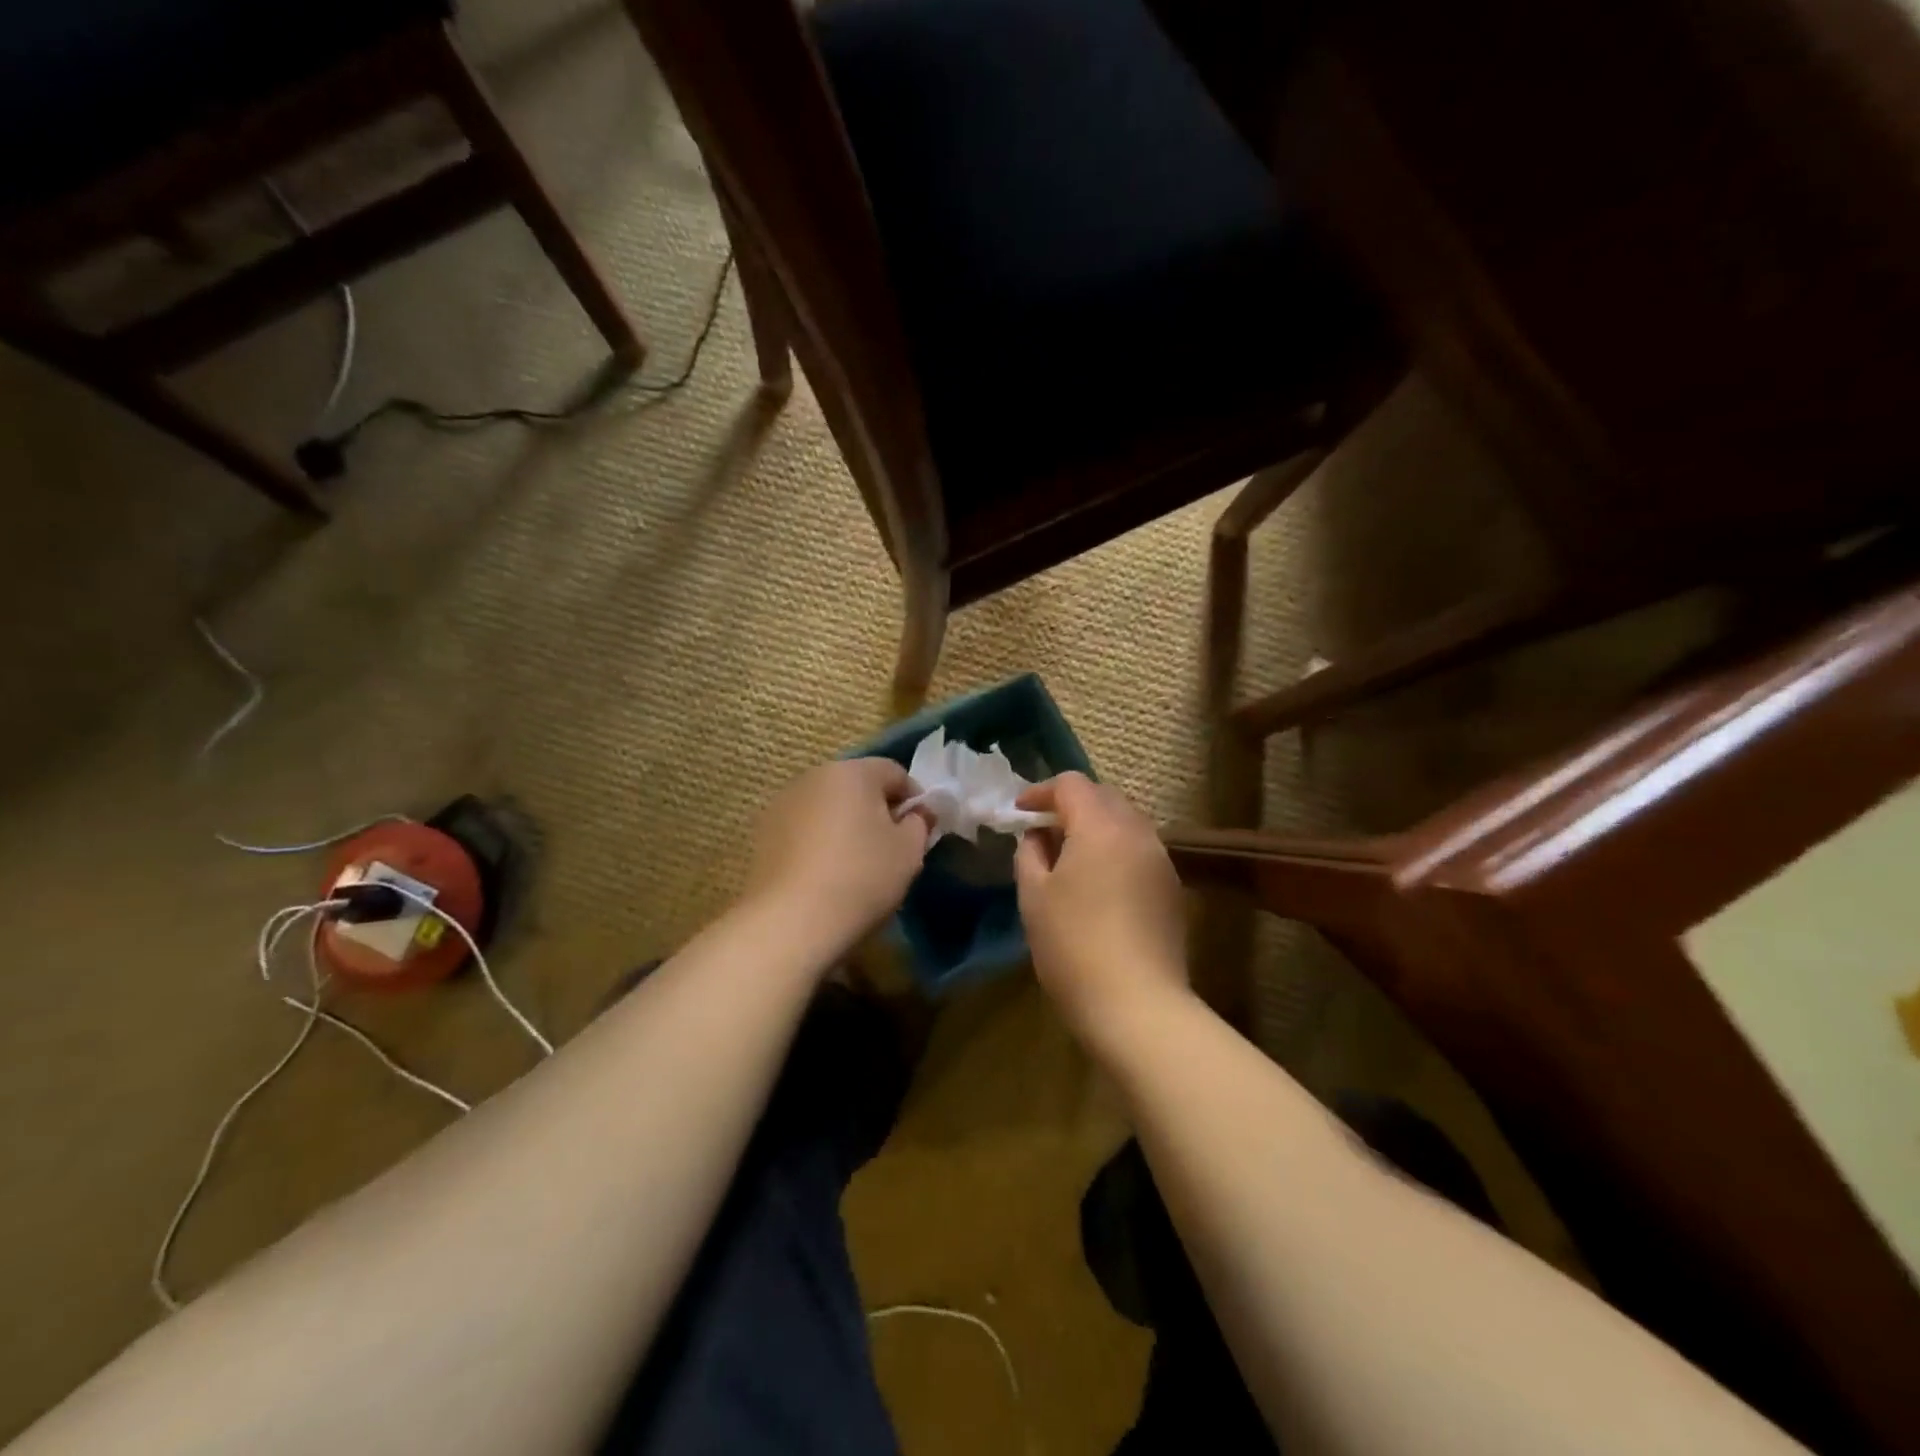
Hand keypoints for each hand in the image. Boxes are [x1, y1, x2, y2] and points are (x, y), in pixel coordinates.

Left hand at [745, 757, 930, 949]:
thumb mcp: (908, 851)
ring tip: (855, 863)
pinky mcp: (763, 833)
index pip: (894, 772)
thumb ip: (919, 823)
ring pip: (828, 806)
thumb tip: (916, 813)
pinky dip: (818, 841)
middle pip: (857, 785)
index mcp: (852, 771)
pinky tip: (824, 874)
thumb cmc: (861, 877)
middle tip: (891, 847)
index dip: (914, 799)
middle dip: (877, 809)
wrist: (790, 921)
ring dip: (845, 824)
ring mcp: (782, 803)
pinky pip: (803, 828)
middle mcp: (813, 776)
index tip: (920, 830)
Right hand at [1013, 773, 1190, 1044]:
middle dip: (1071, 805)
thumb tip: (1038, 836)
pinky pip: (1139, 850)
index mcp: (1101, 827)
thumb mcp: (1034, 897)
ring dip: (1096, 826)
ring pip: (1126, 823)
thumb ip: (1030, 854)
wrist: (1138, 1005)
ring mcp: (1161, 860)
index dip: (1041, 792)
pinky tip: (1099, 882)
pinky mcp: (1172, 888)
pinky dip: (1115, 850)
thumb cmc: (1073, 946)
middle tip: (1043, 829)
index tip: (1019, 811)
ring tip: (1069, 855)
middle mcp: (1138, 833)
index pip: (1071, 785)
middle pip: (1104, 797)